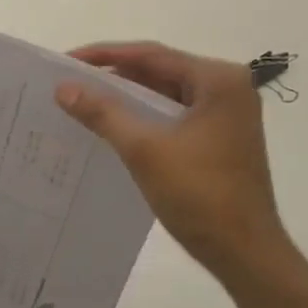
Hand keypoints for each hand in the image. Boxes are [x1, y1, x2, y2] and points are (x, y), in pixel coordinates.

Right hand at [55, 42, 290, 284]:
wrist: (245, 253)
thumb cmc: (199, 195)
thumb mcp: (144, 150)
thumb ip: (103, 113)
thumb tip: (63, 88)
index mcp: (218, 80)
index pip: (151, 55)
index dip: (104, 55)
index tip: (65, 62)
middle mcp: (227, 89)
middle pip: (159, 71)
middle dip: (113, 76)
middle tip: (69, 82)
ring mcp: (225, 115)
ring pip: (164, 95)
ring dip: (126, 99)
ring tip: (82, 102)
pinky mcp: (218, 139)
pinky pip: (172, 117)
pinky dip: (142, 118)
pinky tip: (111, 127)